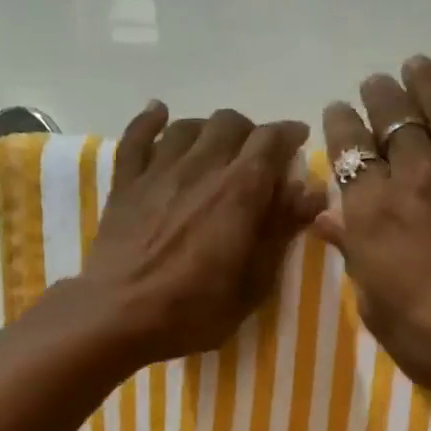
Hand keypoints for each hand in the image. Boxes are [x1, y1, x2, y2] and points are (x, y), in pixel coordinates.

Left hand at [80, 103, 321, 363]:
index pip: (271, 140)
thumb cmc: (194, 310)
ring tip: (216, 150)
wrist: (119, 316)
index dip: (289, 135)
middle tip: (257, 160)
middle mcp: (202, 165)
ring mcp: (159, 170)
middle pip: (231, 123)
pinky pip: (138, 135)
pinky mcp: (125, 182)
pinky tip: (160, 115)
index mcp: (239, 191)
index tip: (298, 141)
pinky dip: (151, 120)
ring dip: (209, 131)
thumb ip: (281, 232)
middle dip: (251, 134)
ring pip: (189, 125)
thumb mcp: (253, 284)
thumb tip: (311, 191)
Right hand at [318, 56, 430, 409]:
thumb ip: (353, 253)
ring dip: (425, 82)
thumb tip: (327, 219)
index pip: (348, 151)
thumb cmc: (429, 338)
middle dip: (378, 97)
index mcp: (372, 211)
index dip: (340, 126)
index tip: (338, 113)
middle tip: (376, 85)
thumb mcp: (375, 306)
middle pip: (391, 119)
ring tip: (416, 65)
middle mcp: (414, 176)